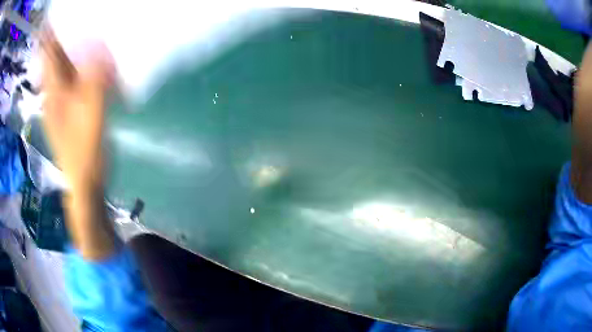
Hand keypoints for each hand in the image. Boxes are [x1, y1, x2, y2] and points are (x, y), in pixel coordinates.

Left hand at [40, 28, 114, 190]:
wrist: (85, 180)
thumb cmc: (85, 148)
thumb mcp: (91, 109)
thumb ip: (94, 75)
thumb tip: (99, 43)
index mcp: (53, 90)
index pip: (49, 52)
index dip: (56, 31)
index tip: (71, 14)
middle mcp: (54, 92)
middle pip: (57, 56)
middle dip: (70, 36)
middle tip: (89, 20)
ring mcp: (61, 101)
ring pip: (67, 67)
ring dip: (78, 51)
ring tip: (96, 36)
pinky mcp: (70, 108)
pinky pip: (75, 80)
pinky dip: (84, 68)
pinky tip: (97, 63)